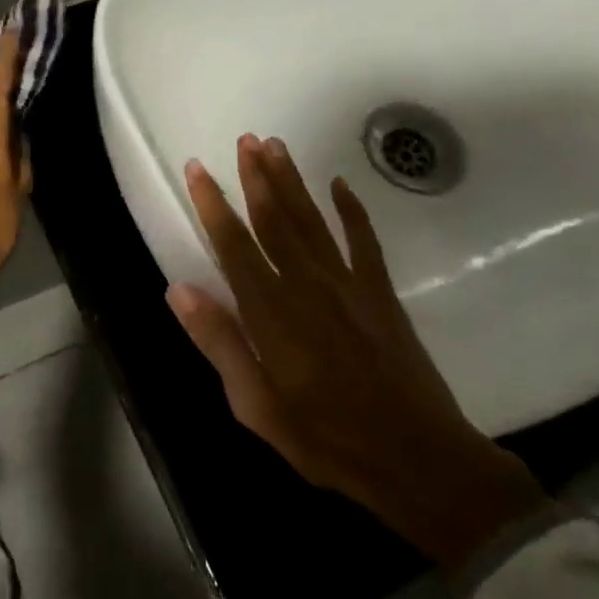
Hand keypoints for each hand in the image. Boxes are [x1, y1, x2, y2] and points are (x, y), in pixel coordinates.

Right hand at [168, 135, 547, 570]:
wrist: (418, 459)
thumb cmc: (327, 439)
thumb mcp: (257, 407)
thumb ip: (220, 343)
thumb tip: (179, 289)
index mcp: (271, 313)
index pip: (233, 245)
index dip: (212, 204)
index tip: (197, 169)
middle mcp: (307, 285)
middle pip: (275, 220)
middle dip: (256, 177)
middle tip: (244, 139)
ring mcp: (348, 285)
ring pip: (312, 220)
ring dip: (292, 181)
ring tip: (275, 145)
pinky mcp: (381, 293)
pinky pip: (364, 240)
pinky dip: (352, 210)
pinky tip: (340, 184)